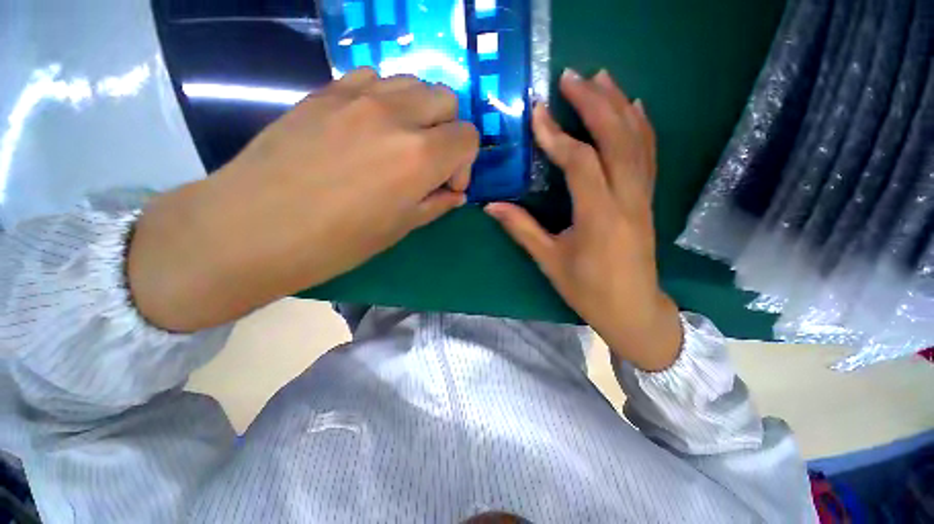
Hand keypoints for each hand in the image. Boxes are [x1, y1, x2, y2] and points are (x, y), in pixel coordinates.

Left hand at [128, 69, 479, 331]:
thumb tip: (456, 194)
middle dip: (447, 132)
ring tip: (400, 143)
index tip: (446, 185)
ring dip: (419, 112)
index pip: (468, 137)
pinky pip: (373, 78)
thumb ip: (437, 204)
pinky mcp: (325, 92)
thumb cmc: (337, 241)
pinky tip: (369, 127)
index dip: (464, 163)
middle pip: (446, 100)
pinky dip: (385, 99)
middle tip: (428, 162)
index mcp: (420, 156)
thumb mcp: (400, 228)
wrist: (254, 228)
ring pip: (413, 83)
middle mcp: (396, 115)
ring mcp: (357, 96)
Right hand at [486, 70, 681, 371]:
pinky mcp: (647, 199)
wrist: (633, 309)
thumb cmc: (588, 290)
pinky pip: (648, 155)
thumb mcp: (550, 261)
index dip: (557, 136)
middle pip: (616, 139)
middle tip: (571, 76)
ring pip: (637, 141)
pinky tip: (634, 107)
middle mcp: (627, 200)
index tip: (537, 113)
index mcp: (599, 217)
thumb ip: (522, 229)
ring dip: (619, 105)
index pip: (580, 164)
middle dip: (594, 103)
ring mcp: (642, 197)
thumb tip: (491, 206)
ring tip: (601, 77)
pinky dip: (641, 126)